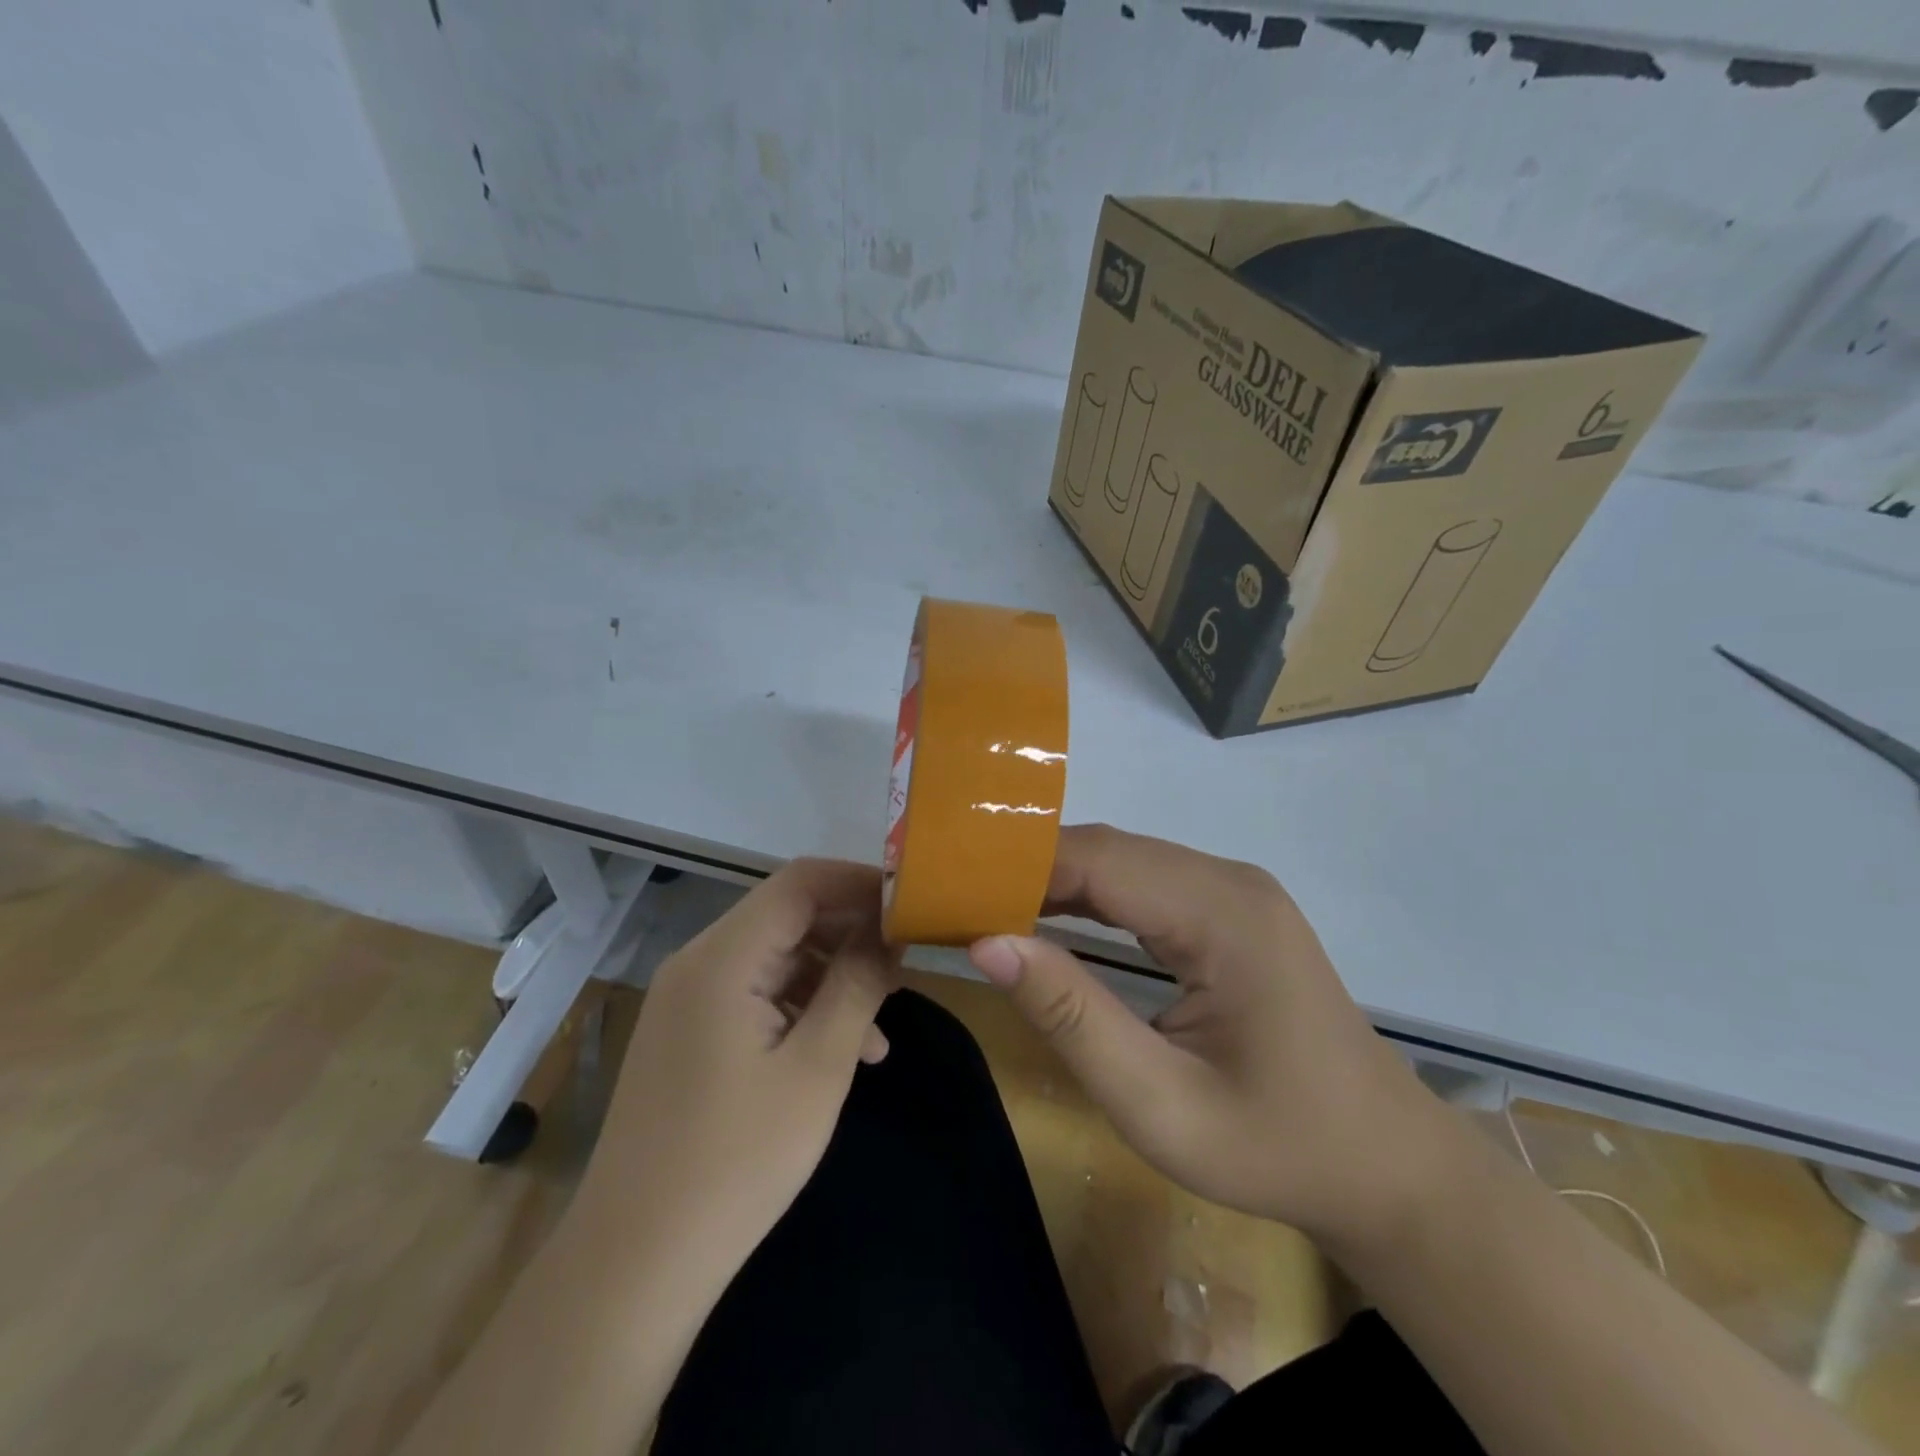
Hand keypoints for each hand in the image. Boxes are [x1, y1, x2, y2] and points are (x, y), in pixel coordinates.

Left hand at [581, 859, 901, 1283]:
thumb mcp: (817, 1068)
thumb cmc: (737, 1162)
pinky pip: (755, 993)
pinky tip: (842, 1049)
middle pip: (788, 915)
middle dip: (852, 930)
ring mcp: (688, 998)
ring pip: (776, 956)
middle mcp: (698, 962)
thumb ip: (856, 986)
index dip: (860, 881)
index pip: (801, 882)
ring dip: (832, 974)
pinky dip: (802, 1005)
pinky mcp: (689, 1032)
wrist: (634, 1264)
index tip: (911, 905)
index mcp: (723, 958)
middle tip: (907, 960)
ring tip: (884, 1017)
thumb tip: (887, 933)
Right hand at [969, 825, 1447, 1252]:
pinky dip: (1088, 896)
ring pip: (1122, 861)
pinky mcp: (1229, 909)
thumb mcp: (1160, 1104)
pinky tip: (1046, 918)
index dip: (1017, 866)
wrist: (1384, 1166)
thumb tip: (986, 942)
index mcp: (1222, 915)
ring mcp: (1233, 891)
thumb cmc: (1275, 1147)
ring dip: (1053, 881)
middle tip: (955, 899)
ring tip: (985, 907)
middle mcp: (1228, 880)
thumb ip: (1071, 1017)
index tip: (950, 888)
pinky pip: (1143, 884)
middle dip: (1026, 870)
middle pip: (1107, 851)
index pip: (1098, 860)